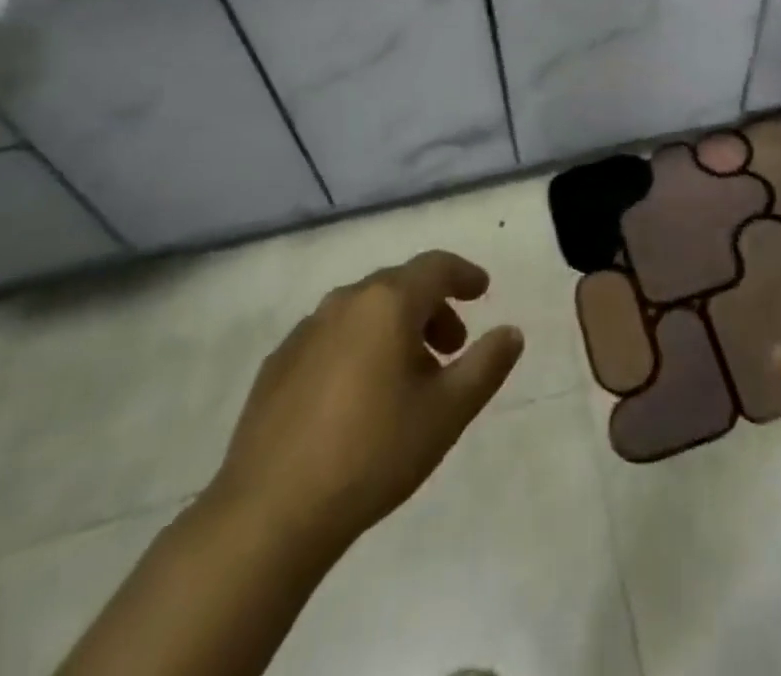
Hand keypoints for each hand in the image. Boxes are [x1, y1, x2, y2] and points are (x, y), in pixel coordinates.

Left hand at [206, 250, 523, 551]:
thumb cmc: (372, 452)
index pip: (436, 266)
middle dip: (433, 308)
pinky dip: (359, 348)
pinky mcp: (278, 364)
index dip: (464, 274)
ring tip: (409, 377)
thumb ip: (486, 365)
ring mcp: (306, 331)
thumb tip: (511, 332)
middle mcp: (345, 301)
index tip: (482, 290)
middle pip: (400, 286)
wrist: (268, 514)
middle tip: (452, 348)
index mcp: (388, 302)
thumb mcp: (447, 412)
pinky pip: (332, 337)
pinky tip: (359, 397)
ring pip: (365, 311)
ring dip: (396, 329)